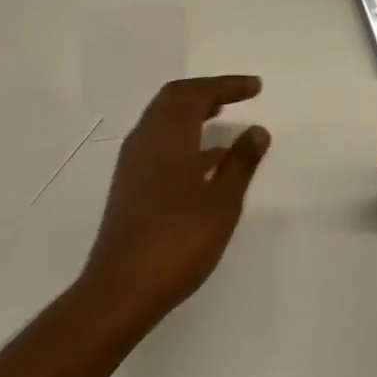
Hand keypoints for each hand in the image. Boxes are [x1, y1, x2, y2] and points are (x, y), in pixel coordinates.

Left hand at [77, 76, 269, 331]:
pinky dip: (184, 137)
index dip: (228, 85)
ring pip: (164, 119)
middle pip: (175, 98)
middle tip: (237, 95)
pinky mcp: (129, 184)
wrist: (120, 291)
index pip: (198, 93)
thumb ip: (241, 162)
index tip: (256, 87)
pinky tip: (206, 160)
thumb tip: (257, 130)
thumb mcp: (222, 202)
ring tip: (223, 117)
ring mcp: (133, 162)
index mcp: (168, 134)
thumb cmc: (178, 241)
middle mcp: (146, 138)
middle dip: (207, 91)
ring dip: (193, 112)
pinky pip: (159, 142)